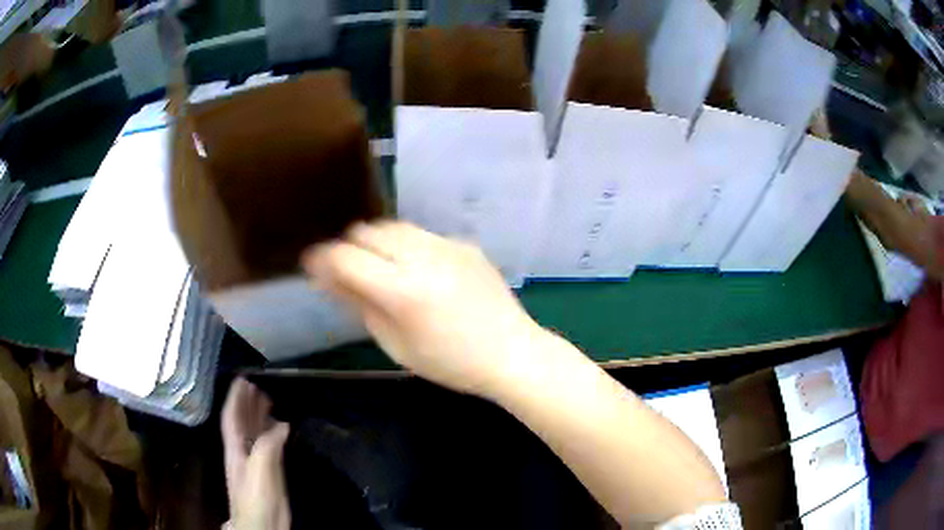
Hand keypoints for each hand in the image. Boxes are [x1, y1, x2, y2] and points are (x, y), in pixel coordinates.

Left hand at [221, 378, 290, 529]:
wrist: (263, 526)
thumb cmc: (256, 498)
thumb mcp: (259, 469)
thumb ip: (267, 446)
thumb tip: (281, 425)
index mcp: (235, 449)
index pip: (232, 417)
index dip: (235, 398)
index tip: (242, 379)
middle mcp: (243, 451)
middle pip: (243, 422)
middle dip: (248, 403)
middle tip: (258, 386)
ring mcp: (255, 462)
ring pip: (255, 433)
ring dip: (260, 416)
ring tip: (269, 400)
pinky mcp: (269, 472)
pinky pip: (269, 445)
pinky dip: (274, 433)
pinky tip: (283, 428)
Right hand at [302, 221, 545, 396]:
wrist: (511, 353)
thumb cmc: (450, 363)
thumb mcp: (395, 344)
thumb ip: (359, 304)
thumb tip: (328, 277)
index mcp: (403, 290)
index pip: (346, 257)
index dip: (322, 259)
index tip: (312, 267)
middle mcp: (424, 257)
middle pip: (367, 231)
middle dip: (349, 247)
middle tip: (347, 271)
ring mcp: (448, 245)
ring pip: (394, 226)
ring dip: (376, 242)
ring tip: (380, 268)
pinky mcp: (465, 244)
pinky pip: (423, 235)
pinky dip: (407, 246)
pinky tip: (417, 271)